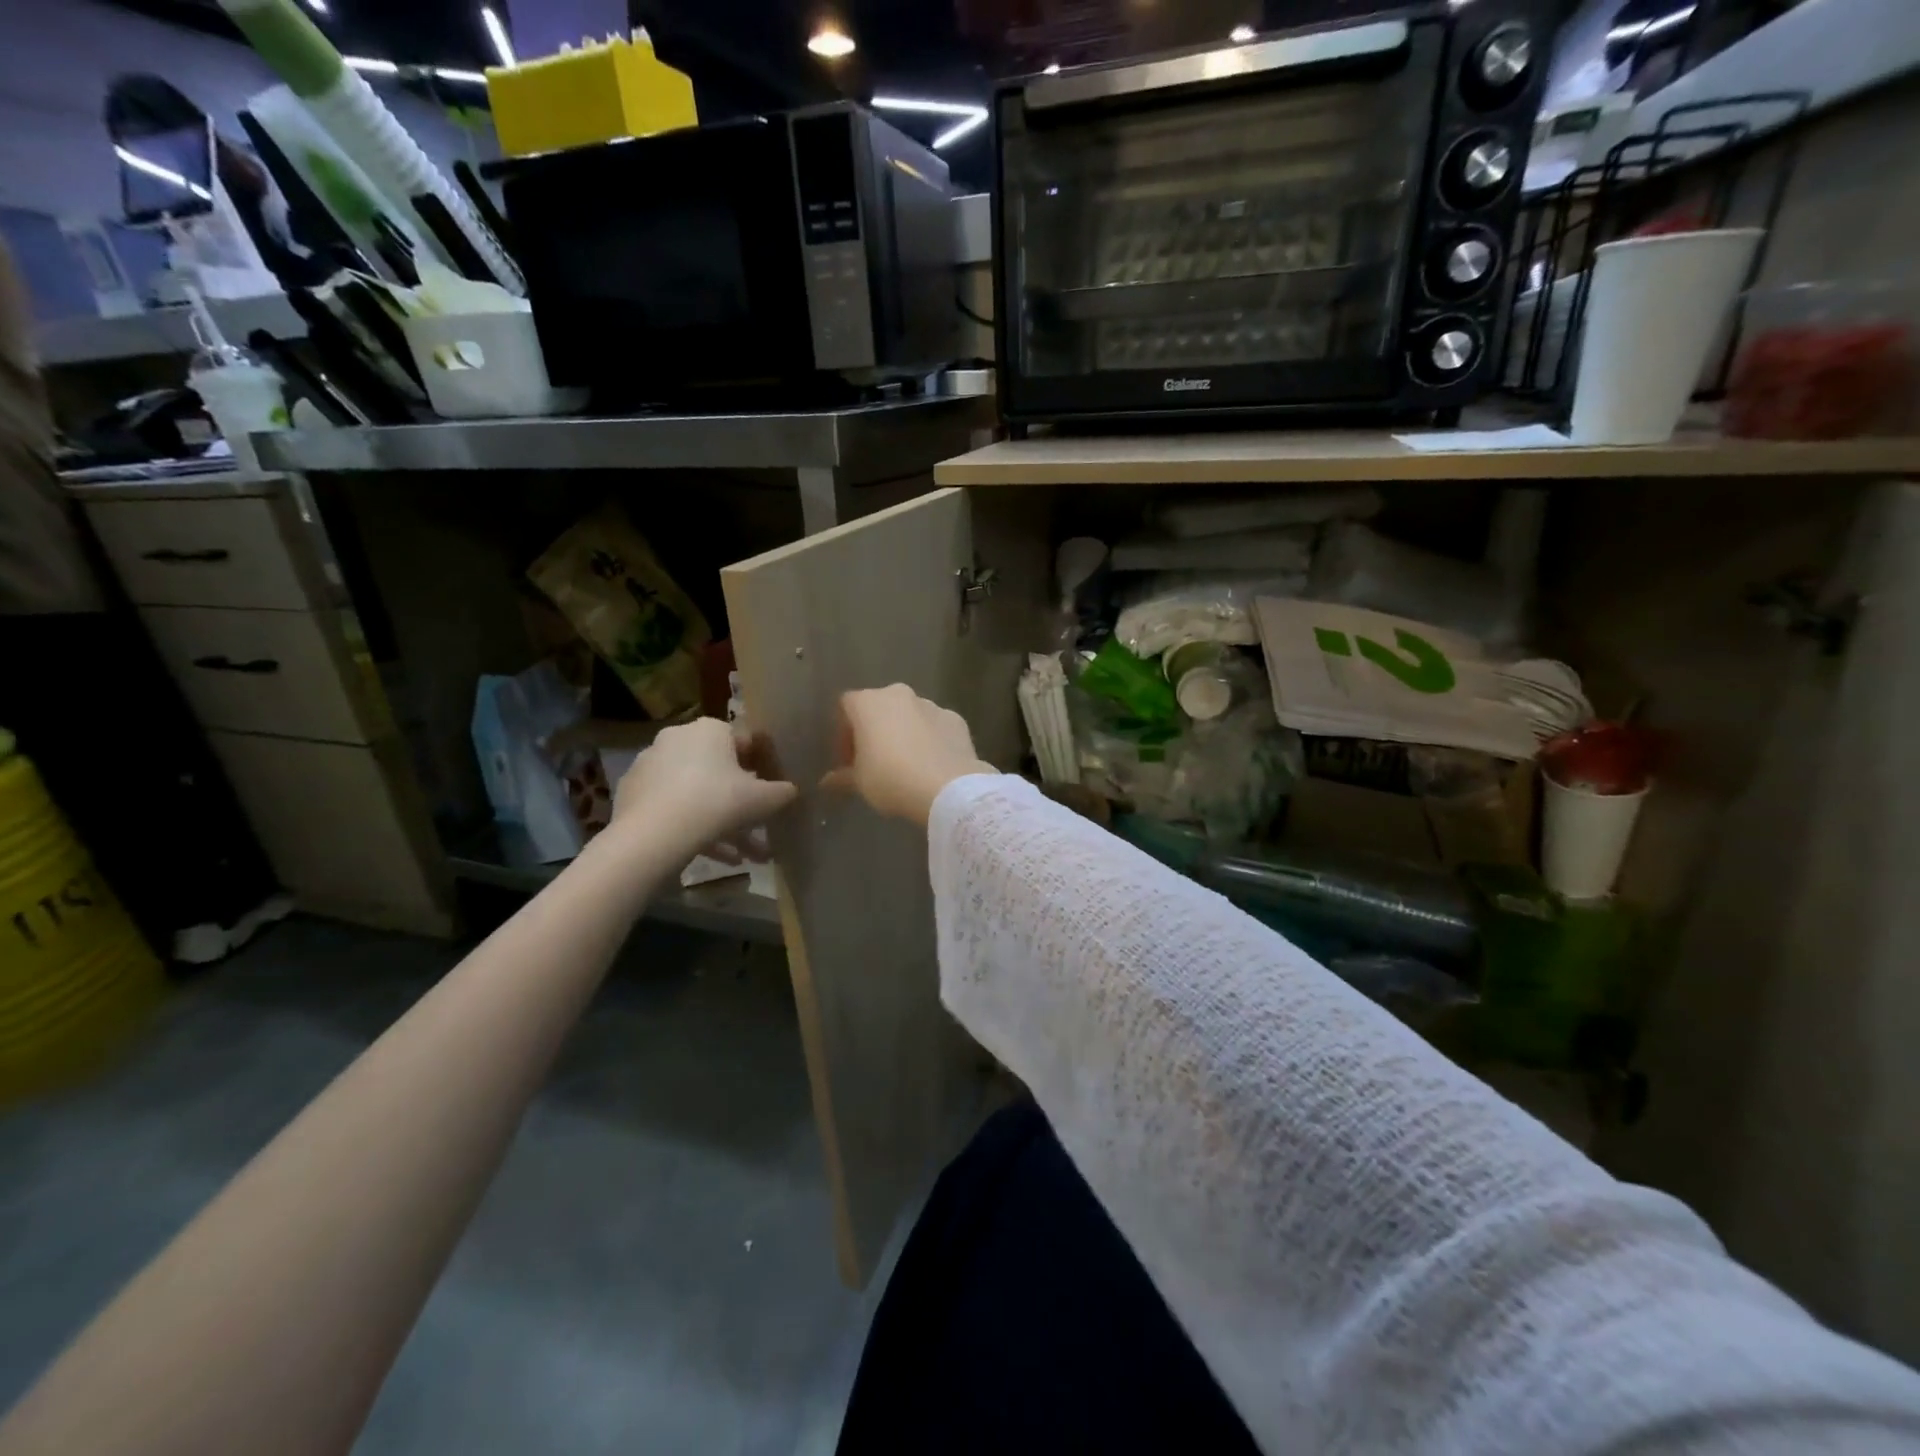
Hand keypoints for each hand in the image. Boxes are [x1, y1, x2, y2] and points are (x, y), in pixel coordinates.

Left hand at [610, 717, 796, 862]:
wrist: (654, 834)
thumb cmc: (717, 803)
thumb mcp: (763, 799)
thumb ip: (782, 792)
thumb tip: (792, 790)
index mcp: (710, 730)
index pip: (745, 743)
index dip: (763, 768)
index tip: (772, 793)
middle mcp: (678, 738)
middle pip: (719, 773)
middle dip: (741, 804)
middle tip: (758, 830)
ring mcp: (651, 766)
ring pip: (697, 794)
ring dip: (722, 825)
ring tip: (742, 858)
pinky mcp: (633, 794)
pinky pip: (673, 808)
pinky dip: (694, 827)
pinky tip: (716, 857)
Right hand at [822, 685, 993, 826]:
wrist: (947, 787)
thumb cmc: (891, 779)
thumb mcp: (860, 782)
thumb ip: (842, 777)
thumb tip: (827, 783)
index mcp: (868, 702)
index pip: (845, 708)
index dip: (843, 734)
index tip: (847, 760)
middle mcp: (898, 694)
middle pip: (879, 707)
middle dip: (874, 731)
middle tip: (873, 761)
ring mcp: (931, 704)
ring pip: (909, 715)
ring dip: (903, 732)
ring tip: (905, 764)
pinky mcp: (956, 719)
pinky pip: (935, 726)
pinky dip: (930, 739)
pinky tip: (931, 764)